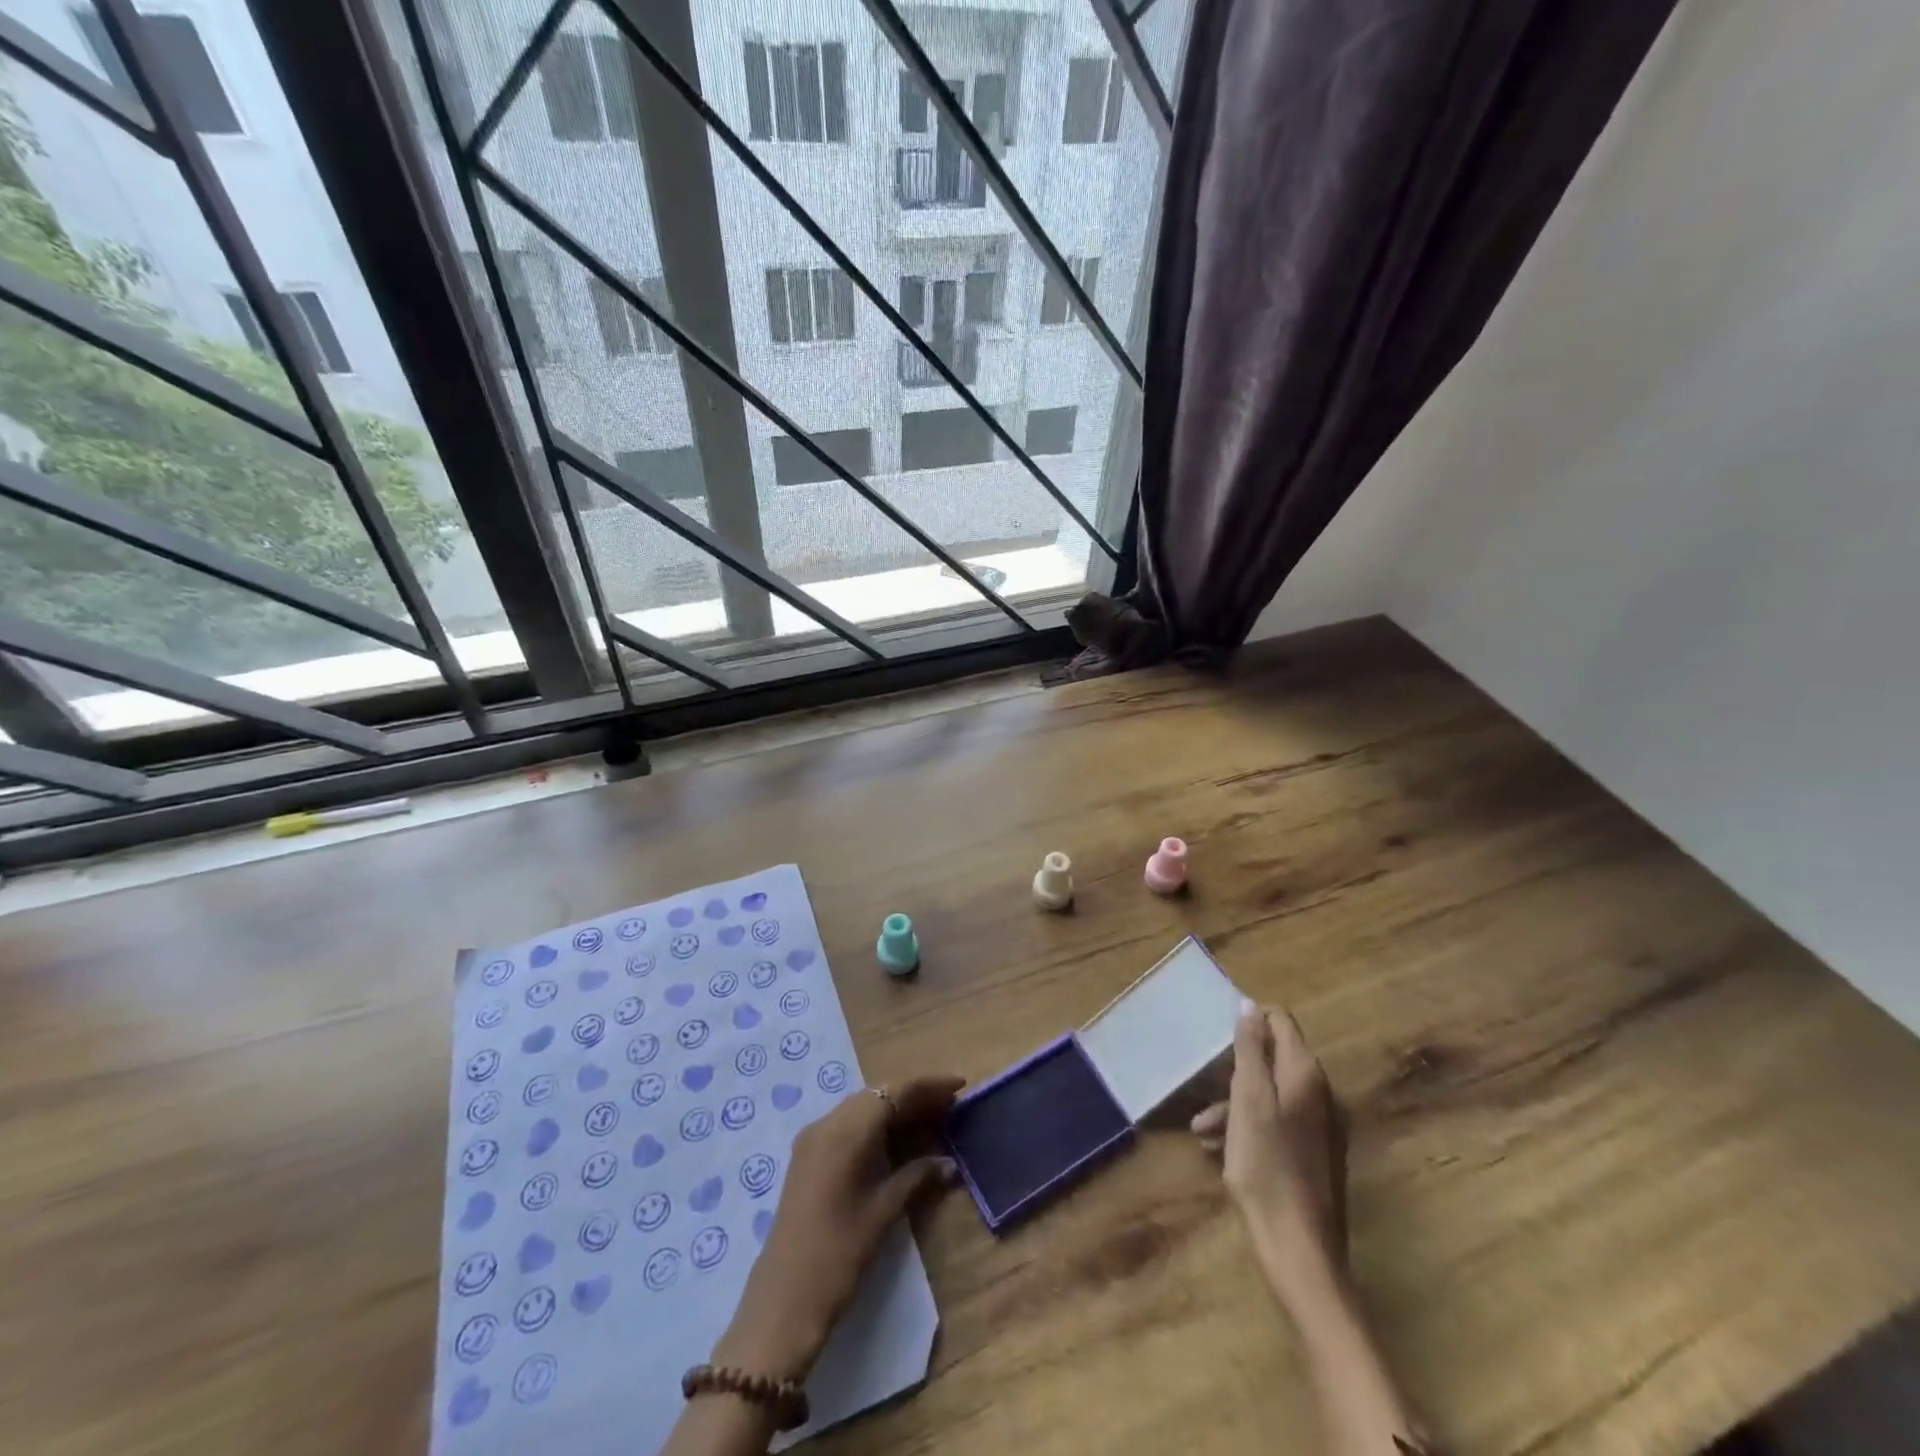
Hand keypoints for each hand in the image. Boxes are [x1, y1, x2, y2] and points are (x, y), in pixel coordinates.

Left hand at [713, 1075, 962, 1379]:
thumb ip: (917, 1177)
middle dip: (914, 1095)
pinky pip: (847, 1123)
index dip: (929, 1085)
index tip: (959, 1084)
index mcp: (846, 1131)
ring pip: (862, 1107)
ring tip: (930, 1117)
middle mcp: (827, 1123)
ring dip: (894, 1107)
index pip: (895, 1092)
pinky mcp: (807, 1155)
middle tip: (949, 1104)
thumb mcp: (883, 1211)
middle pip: (877, 1094)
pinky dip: (874, 1123)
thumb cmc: (839, 1254)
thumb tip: (949, 1163)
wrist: (783, 1301)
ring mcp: (813, 1138)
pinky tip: (896, 1138)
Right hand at [1192, 1002, 1347, 1306]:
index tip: (1217, 1037)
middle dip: (1233, 1071)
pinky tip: (1218, 1151)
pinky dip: (1246, 1129)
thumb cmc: (1266, 1166)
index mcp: (1306, 1074)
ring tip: (1200, 1131)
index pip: (1280, 1021)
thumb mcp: (1249, 1100)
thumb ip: (1251, 1050)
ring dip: (1232, 1105)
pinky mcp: (1313, 1156)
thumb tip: (1250, 1005)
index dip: (1249, 1022)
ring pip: (1269, 1095)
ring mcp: (1319, 1127)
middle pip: (1271, 1060)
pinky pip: (1275, 1124)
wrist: (1298, 1247)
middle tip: (1201, 1087)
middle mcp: (1319, 1093)